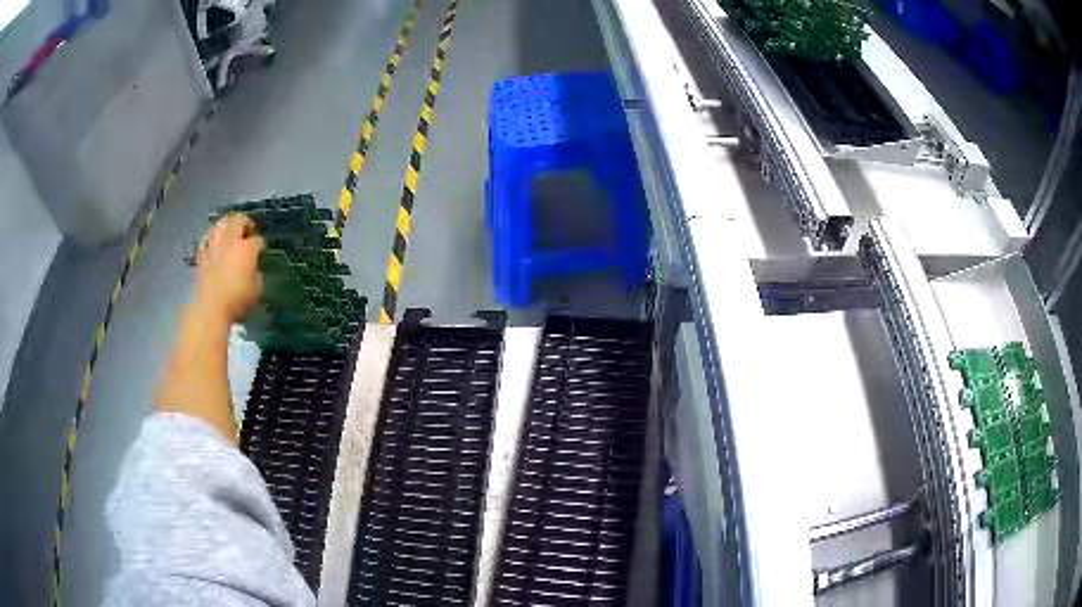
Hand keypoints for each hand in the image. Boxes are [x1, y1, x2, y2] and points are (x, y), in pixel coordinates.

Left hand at [194, 214, 264, 324]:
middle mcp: (230, 241)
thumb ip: (257, 272)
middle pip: (239, 220)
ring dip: (227, 225)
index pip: (258, 239)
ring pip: (221, 224)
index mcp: (247, 249)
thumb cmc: (237, 301)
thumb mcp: (257, 289)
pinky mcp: (202, 254)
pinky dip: (213, 237)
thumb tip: (253, 267)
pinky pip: (207, 238)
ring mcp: (214, 245)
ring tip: (231, 232)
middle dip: (245, 223)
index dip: (261, 245)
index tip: (261, 252)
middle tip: (248, 231)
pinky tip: (214, 243)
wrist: (210, 308)